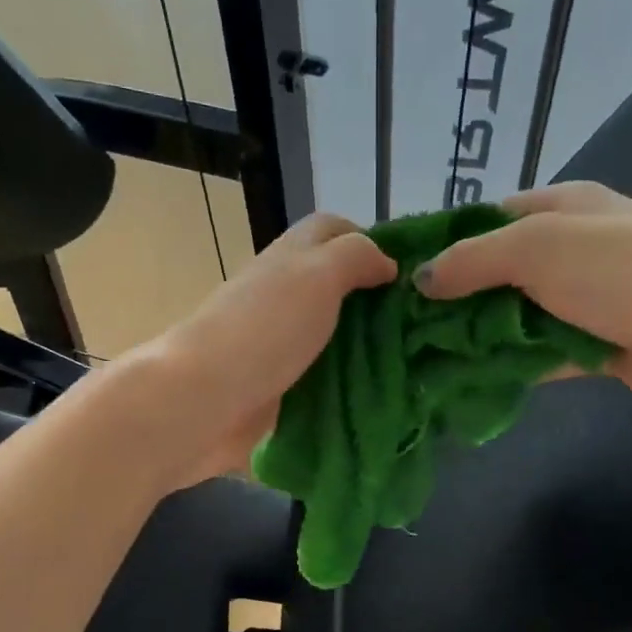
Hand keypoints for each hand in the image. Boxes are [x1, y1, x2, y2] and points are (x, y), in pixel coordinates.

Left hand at [118, 212, 396, 486]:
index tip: (411, 273)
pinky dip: (351, 384)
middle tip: (424, 325)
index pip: (334, 231)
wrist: (207, 400)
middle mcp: (286, 296)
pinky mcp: (282, 388)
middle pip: (338, 287)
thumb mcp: (317, 274)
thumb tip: (387, 263)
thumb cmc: (265, 329)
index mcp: (292, 259)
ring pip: (335, 336)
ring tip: (415, 363)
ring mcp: (282, 345)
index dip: (372, 240)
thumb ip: (355, 257)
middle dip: (377, 301)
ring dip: (368, 347)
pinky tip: (384, 395)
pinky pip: (325, 379)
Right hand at [413, 181, 631, 411]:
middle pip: (497, 273)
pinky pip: (537, 355)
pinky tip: (467, 382)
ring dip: (477, 337)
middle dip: (454, 299)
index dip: (444, 245)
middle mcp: (569, 251)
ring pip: (514, 318)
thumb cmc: (621, 270)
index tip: (399, 276)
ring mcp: (582, 301)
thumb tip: (420, 279)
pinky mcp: (591, 346)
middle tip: (402, 329)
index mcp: (560, 208)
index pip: (487, 220)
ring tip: (423, 359)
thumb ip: (474, 260)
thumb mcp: (538, 247)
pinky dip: (507, 366)